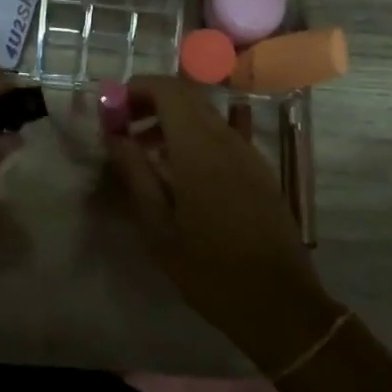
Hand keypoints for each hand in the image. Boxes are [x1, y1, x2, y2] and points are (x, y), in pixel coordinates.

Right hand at [105, 77, 342, 373]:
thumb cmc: (209, 270)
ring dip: (171, 119)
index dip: (136, 88)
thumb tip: (114, 135)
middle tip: (122, 127)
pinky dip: (194, 136)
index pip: (168, 90)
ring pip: (205, 114)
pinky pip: (223, 134)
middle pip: (187, 96)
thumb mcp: (158, 228)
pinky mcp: (259, 169)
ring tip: (145, 151)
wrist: (279, 304)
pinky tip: (180, 167)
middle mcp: (226, 139)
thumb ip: (135, 173)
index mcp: (199, 149)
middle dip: (150, 101)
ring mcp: (248, 152)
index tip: (112, 108)